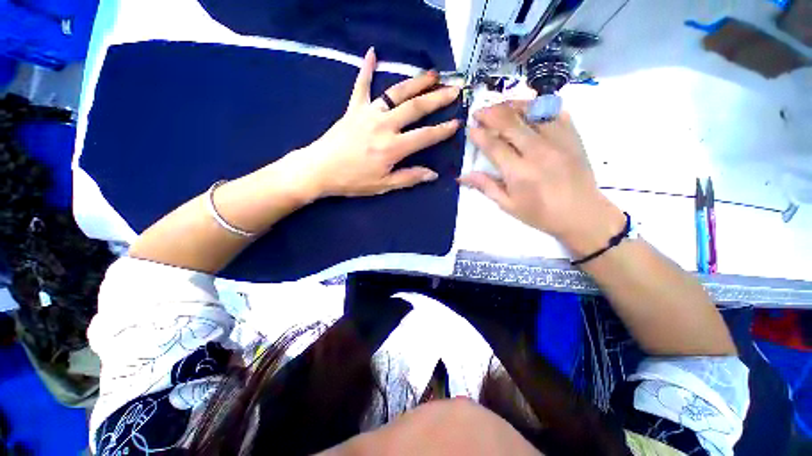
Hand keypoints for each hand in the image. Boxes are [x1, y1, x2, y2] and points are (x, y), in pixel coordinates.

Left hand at [280, 47, 460, 198]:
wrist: (320, 169)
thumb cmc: (353, 180)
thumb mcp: (383, 186)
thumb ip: (409, 178)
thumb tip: (432, 175)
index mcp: (393, 147)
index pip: (425, 136)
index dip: (443, 130)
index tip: (457, 122)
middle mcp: (384, 125)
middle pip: (416, 108)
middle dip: (437, 98)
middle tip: (454, 89)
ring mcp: (368, 113)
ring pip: (396, 93)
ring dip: (416, 82)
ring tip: (433, 74)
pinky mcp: (353, 108)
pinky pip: (360, 85)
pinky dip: (366, 69)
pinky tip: (372, 53)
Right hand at [459, 102, 624, 255]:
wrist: (582, 214)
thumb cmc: (540, 214)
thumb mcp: (508, 205)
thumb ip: (486, 186)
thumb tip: (463, 176)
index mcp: (519, 172)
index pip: (494, 146)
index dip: (479, 135)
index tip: (470, 128)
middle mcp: (538, 151)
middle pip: (510, 122)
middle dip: (490, 114)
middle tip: (479, 112)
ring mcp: (558, 140)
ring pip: (531, 111)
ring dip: (511, 105)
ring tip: (499, 106)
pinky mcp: (572, 136)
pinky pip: (554, 111)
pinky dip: (538, 106)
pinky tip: (528, 109)